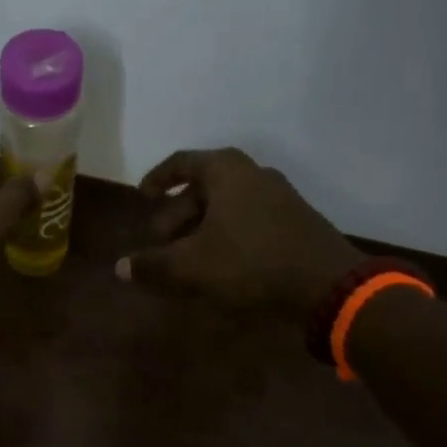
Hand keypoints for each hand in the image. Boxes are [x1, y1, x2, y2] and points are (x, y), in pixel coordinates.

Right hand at [117, 149, 364, 317]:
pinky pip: (247, 219)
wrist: (325, 285)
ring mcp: (279, 197)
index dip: (157, 178)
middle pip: (204, 186)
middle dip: (177, 212)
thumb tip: (120, 268)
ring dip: (201, 227)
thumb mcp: (191, 266)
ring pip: (227, 205)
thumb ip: (153, 265)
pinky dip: (225, 235)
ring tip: (186, 257)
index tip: (142, 197)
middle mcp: (254, 174)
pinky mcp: (294, 221)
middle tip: (160, 241)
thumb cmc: (249, 263)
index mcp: (226, 171)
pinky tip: (219, 264)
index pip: (182, 162)